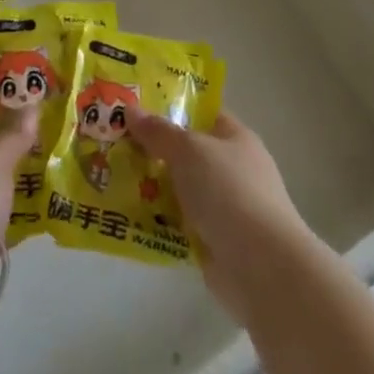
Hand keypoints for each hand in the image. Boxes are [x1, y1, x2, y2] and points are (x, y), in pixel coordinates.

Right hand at [128, 111, 317, 314]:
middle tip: (114, 143)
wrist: (262, 266)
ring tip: (112, 179)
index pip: (201, 114)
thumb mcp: (189, 150)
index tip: (136, 107)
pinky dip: (159, 222)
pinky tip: (129, 217)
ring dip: (153, 188)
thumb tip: (130, 108)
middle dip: (154, 150)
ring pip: (180, 189)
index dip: (171, 108)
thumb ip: (158, 131)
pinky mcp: (215, 242)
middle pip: (187, 153)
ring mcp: (225, 208)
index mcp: (235, 138)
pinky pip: (179, 223)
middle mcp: (233, 169)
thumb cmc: (228, 191)